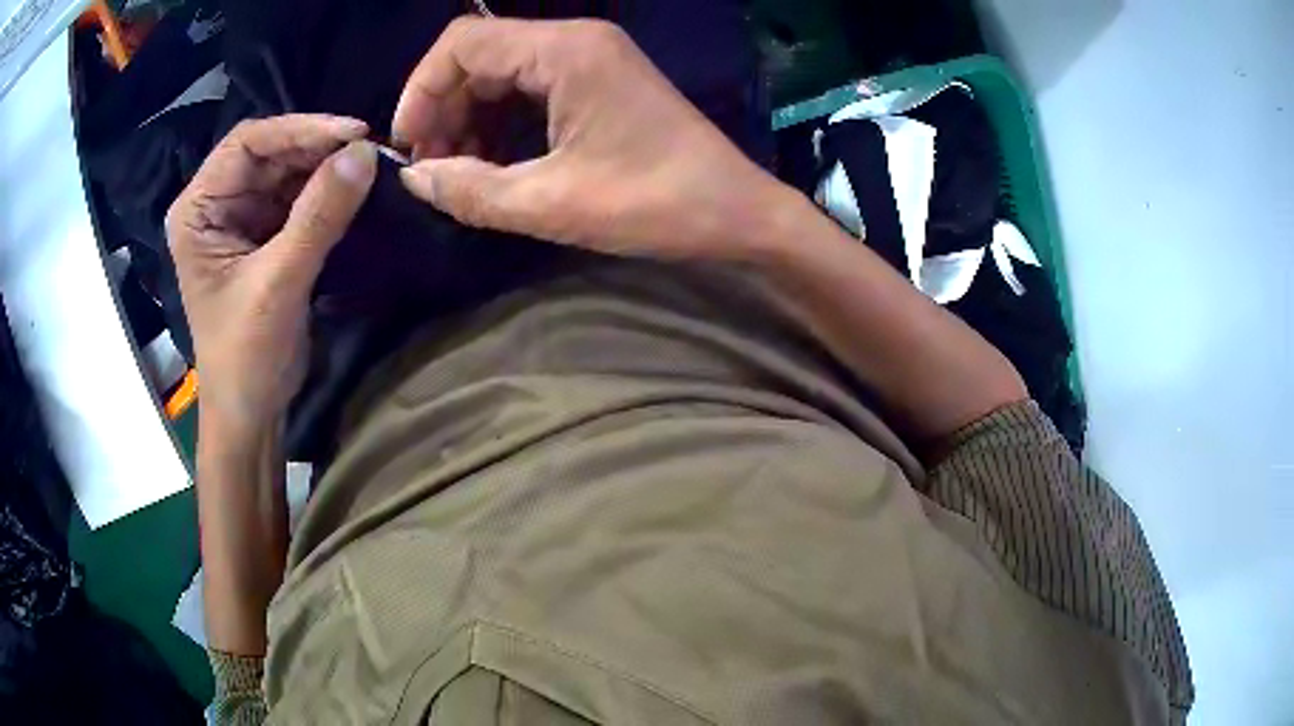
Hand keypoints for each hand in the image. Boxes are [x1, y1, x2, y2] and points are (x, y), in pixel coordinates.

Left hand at [166, 114, 376, 433]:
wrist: (251, 410)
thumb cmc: (245, 355)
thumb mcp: (278, 284)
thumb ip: (318, 216)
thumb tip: (366, 153)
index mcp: (198, 210)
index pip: (247, 143)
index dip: (299, 129)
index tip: (353, 133)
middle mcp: (217, 204)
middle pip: (270, 153)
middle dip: (317, 148)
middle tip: (369, 149)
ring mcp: (242, 219)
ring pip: (288, 172)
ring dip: (327, 167)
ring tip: (370, 166)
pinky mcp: (265, 236)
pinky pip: (299, 198)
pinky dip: (328, 191)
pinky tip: (356, 189)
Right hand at [393, 17, 790, 259]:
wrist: (738, 212)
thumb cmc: (656, 204)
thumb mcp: (553, 203)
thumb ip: (472, 190)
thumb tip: (415, 179)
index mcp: (565, 50)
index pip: (462, 42)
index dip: (421, 90)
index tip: (408, 145)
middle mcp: (576, 41)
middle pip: (479, 55)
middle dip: (444, 108)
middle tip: (434, 167)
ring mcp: (591, 59)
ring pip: (501, 73)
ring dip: (470, 118)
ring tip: (461, 172)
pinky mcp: (600, 82)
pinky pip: (530, 90)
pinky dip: (501, 122)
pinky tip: (495, 162)